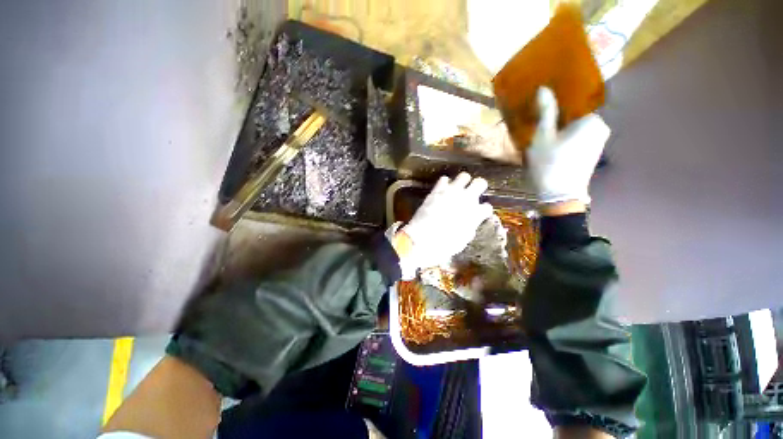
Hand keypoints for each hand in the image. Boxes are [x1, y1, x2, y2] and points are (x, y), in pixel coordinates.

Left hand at [395, 173, 492, 279]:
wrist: (424, 238)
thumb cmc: (445, 244)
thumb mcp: (463, 239)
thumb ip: (470, 226)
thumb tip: (471, 221)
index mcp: (475, 213)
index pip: (487, 207)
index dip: (483, 210)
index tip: (479, 213)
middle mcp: (467, 199)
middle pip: (480, 183)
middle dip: (478, 187)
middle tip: (473, 192)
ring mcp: (451, 192)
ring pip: (463, 176)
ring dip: (463, 182)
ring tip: (458, 188)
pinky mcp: (437, 190)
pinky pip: (444, 179)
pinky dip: (445, 184)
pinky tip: (443, 189)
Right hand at [526, 87, 609, 205]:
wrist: (559, 195)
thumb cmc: (549, 163)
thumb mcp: (543, 136)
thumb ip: (546, 111)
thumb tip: (543, 88)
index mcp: (592, 120)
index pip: (577, 100)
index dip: (559, 99)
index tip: (544, 101)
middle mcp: (600, 127)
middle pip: (577, 114)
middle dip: (560, 114)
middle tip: (540, 117)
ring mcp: (598, 141)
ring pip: (577, 126)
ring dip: (562, 126)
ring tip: (544, 130)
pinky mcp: (592, 152)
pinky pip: (579, 137)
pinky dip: (567, 136)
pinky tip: (553, 143)